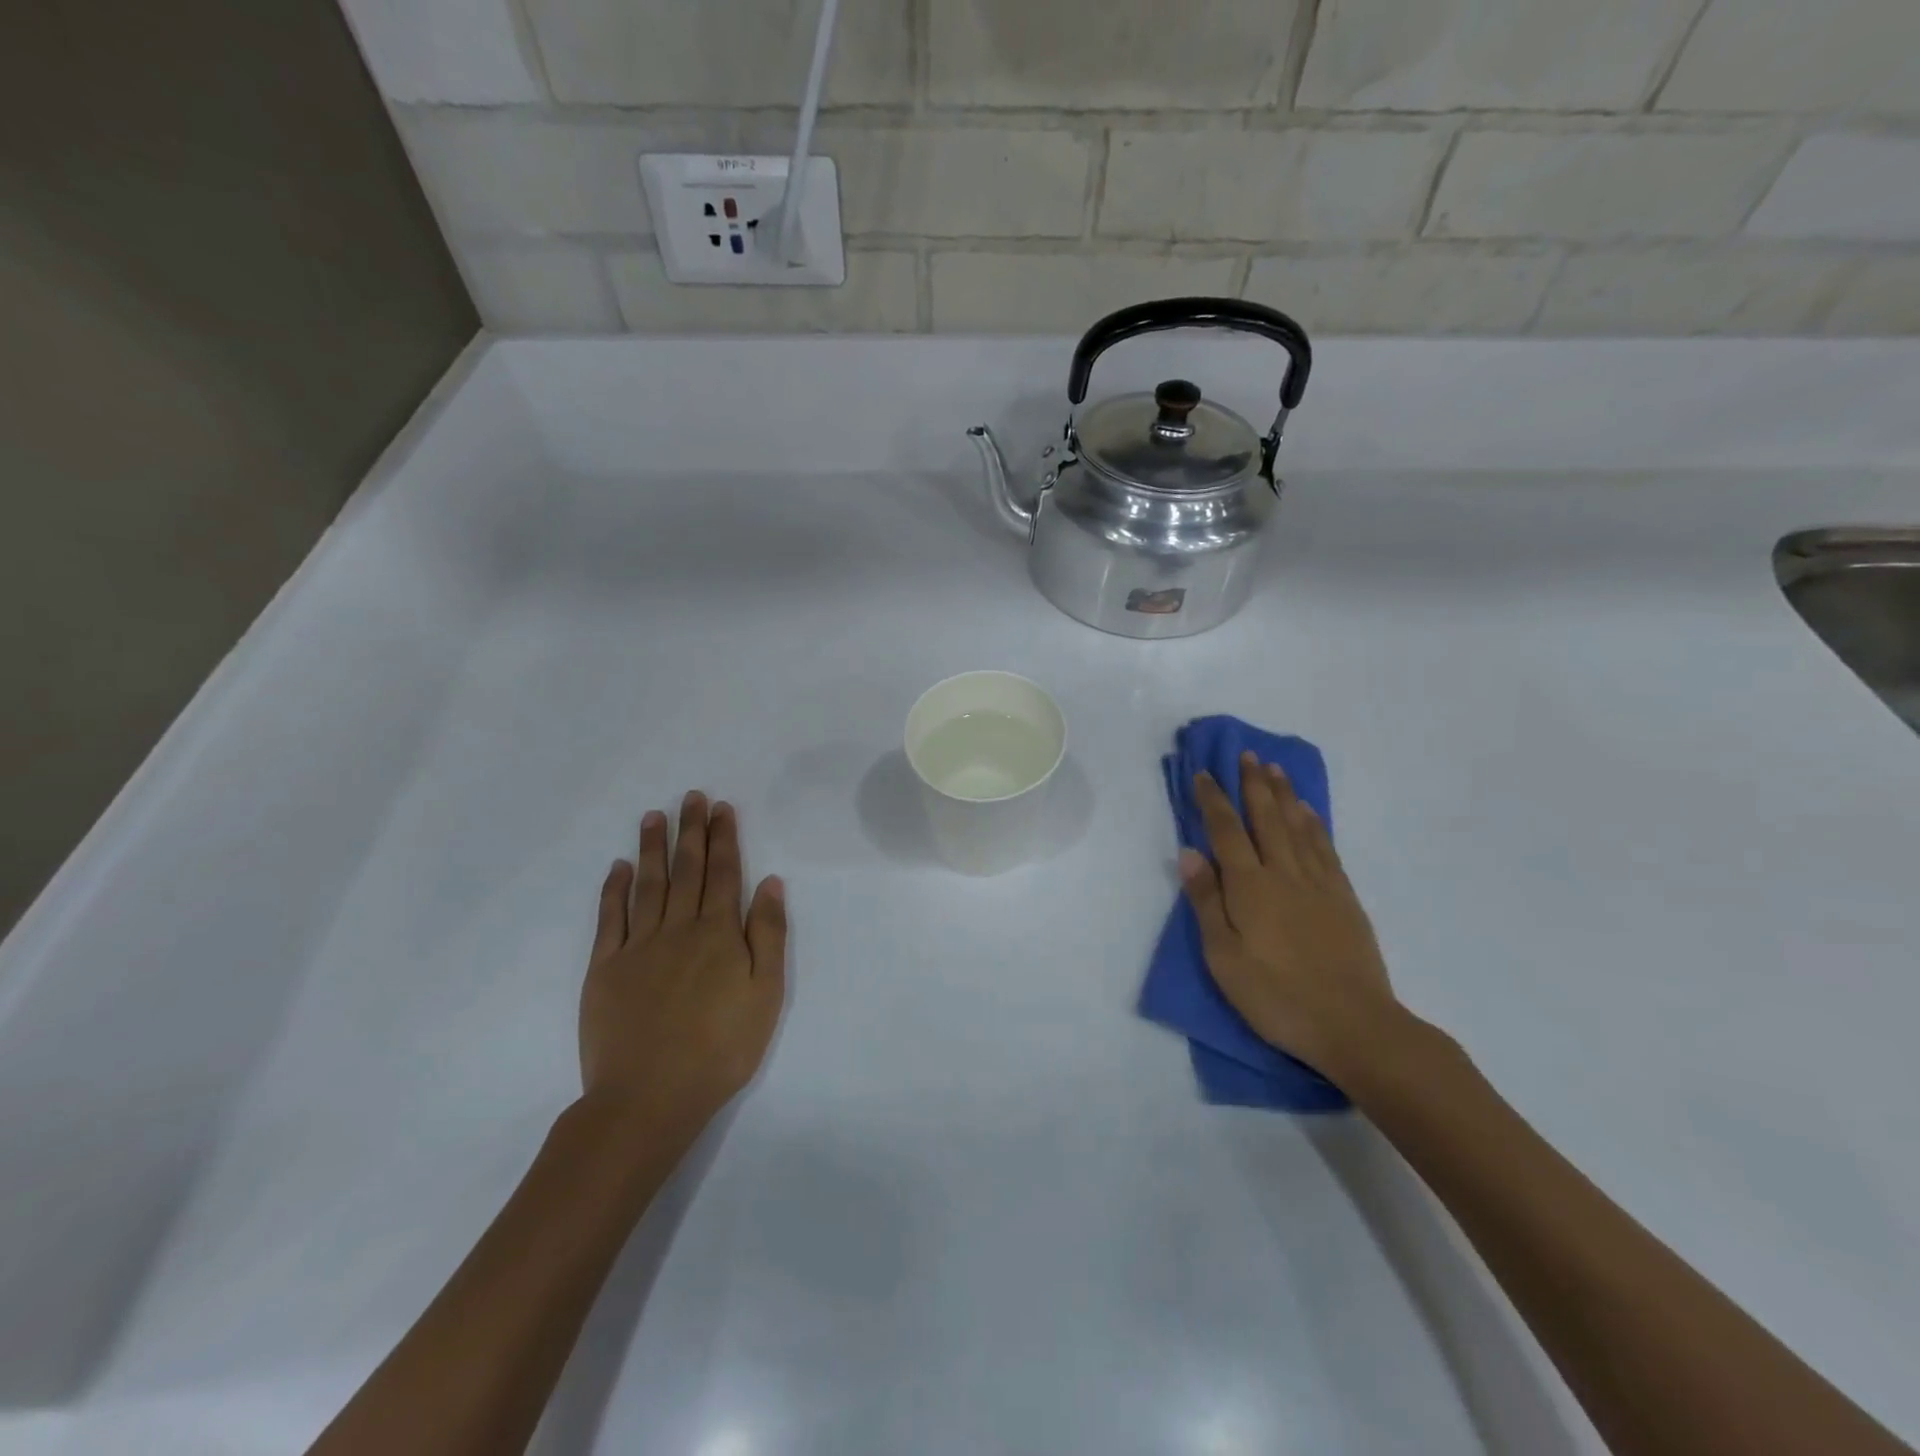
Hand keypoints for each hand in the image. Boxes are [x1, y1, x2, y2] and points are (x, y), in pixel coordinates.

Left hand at [580, 792, 786, 1145]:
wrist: (649, 1097)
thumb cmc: (721, 1048)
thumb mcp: (766, 994)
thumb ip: (768, 934)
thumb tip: (769, 882)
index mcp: (719, 933)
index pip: (724, 873)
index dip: (724, 838)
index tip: (722, 808)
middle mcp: (678, 928)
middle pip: (687, 870)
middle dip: (692, 830)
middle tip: (692, 797)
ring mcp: (638, 946)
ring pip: (648, 884)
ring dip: (653, 847)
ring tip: (655, 815)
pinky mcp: (605, 968)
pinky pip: (610, 918)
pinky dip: (614, 889)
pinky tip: (619, 867)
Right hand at [1181, 753, 1405, 1085]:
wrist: (1353, 1025)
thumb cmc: (1276, 996)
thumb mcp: (1224, 957)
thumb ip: (1207, 902)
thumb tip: (1189, 852)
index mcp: (1250, 887)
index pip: (1226, 831)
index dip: (1213, 800)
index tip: (1204, 773)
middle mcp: (1284, 873)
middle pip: (1266, 818)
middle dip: (1253, 785)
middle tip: (1247, 755)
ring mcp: (1319, 883)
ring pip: (1298, 826)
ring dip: (1284, 795)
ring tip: (1275, 770)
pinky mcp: (1344, 898)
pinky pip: (1325, 848)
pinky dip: (1314, 823)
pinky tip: (1308, 812)